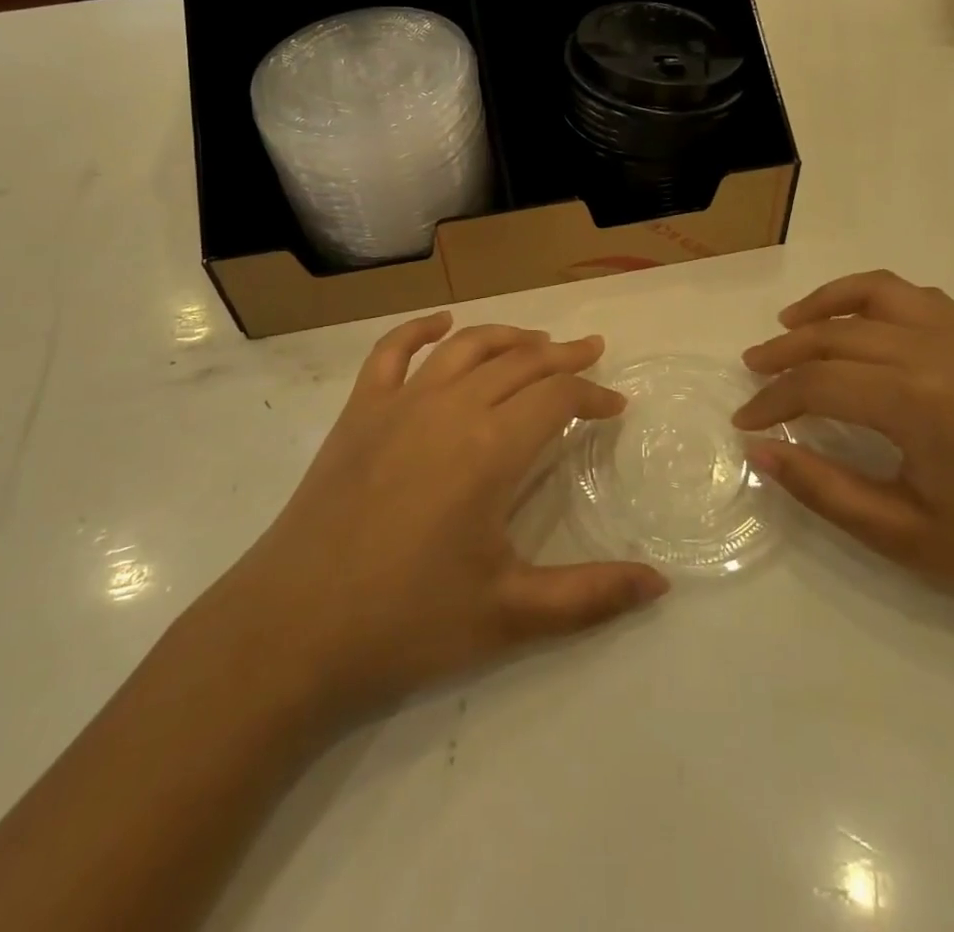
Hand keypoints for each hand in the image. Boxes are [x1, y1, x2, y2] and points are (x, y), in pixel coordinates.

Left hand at [211, 314, 668, 725]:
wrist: (291, 630)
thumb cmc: (406, 623)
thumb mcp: (510, 616)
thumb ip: (591, 596)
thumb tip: (661, 584)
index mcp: (490, 448)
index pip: (558, 399)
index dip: (593, 396)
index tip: (616, 407)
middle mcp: (449, 408)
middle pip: (518, 363)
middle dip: (562, 355)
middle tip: (592, 352)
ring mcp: (398, 404)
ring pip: (465, 347)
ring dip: (507, 337)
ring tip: (536, 340)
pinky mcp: (358, 413)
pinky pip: (391, 352)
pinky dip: (419, 329)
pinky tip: (441, 324)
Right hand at [735, 271, 953, 632]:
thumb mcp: (903, 535)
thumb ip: (823, 488)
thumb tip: (761, 450)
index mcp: (918, 403)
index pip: (819, 383)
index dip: (772, 399)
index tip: (744, 420)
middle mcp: (939, 354)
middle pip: (838, 334)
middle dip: (786, 351)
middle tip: (752, 370)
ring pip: (879, 295)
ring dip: (827, 305)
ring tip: (792, 324)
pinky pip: (921, 299)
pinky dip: (877, 299)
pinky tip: (861, 326)